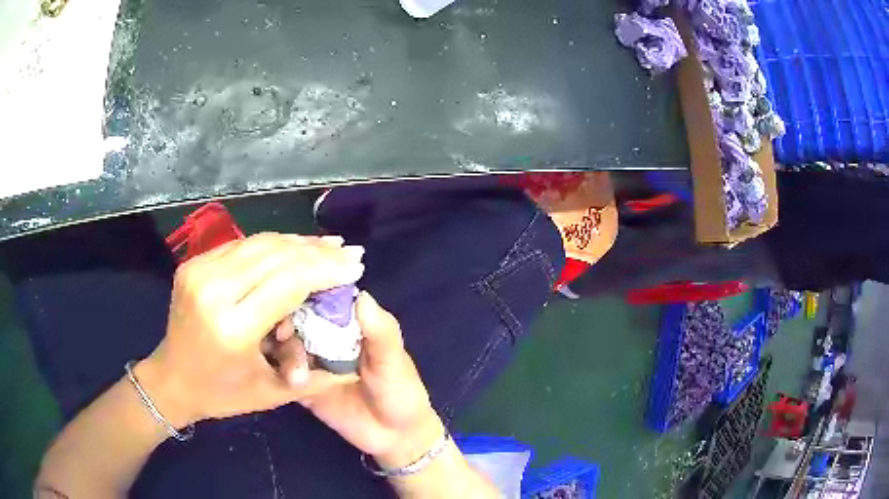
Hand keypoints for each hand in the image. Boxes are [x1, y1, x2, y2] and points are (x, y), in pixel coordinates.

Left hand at [137, 233, 364, 426]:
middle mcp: (213, 292)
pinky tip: (292, 247)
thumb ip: (317, 374)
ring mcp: (198, 272)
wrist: (172, 379)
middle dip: (317, 251)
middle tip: (347, 250)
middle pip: (275, 255)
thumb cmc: (223, 394)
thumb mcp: (273, 394)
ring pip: (258, 243)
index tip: (355, 265)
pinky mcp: (193, 264)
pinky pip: (240, 246)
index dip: (325, 269)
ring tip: (327, 244)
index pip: (288, 282)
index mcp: (233, 329)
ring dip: (296, 242)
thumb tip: (355, 351)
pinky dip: (271, 245)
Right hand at [298, 292, 444, 468]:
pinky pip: (281, 373)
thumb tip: (361, 296)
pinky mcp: (300, 385)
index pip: (320, 296)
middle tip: (283, 335)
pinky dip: (277, 372)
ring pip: (284, 344)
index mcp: (346, 322)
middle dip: (285, 321)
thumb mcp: (394, 360)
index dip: (303, 291)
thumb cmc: (400, 390)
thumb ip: (380, 331)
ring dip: (283, 351)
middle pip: (294, 317)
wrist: (394, 436)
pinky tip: (284, 380)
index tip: (291, 295)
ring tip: (295, 372)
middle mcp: (323, 335)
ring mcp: (309, 361)